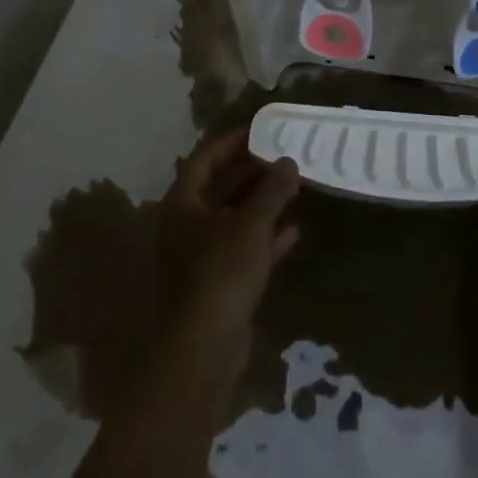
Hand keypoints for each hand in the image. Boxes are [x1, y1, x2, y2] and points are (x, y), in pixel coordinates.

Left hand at [154, 129, 300, 376]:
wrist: (205, 348)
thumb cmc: (222, 271)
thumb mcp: (252, 223)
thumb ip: (272, 189)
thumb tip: (288, 161)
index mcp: (183, 205)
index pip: (204, 160)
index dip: (230, 142)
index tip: (258, 129)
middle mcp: (186, 227)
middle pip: (218, 188)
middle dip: (249, 171)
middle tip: (280, 154)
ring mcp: (200, 258)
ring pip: (233, 219)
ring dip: (260, 204)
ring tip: (292, 185)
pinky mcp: (218, 285)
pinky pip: (243, 250)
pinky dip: (266, 238)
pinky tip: (294, 231)